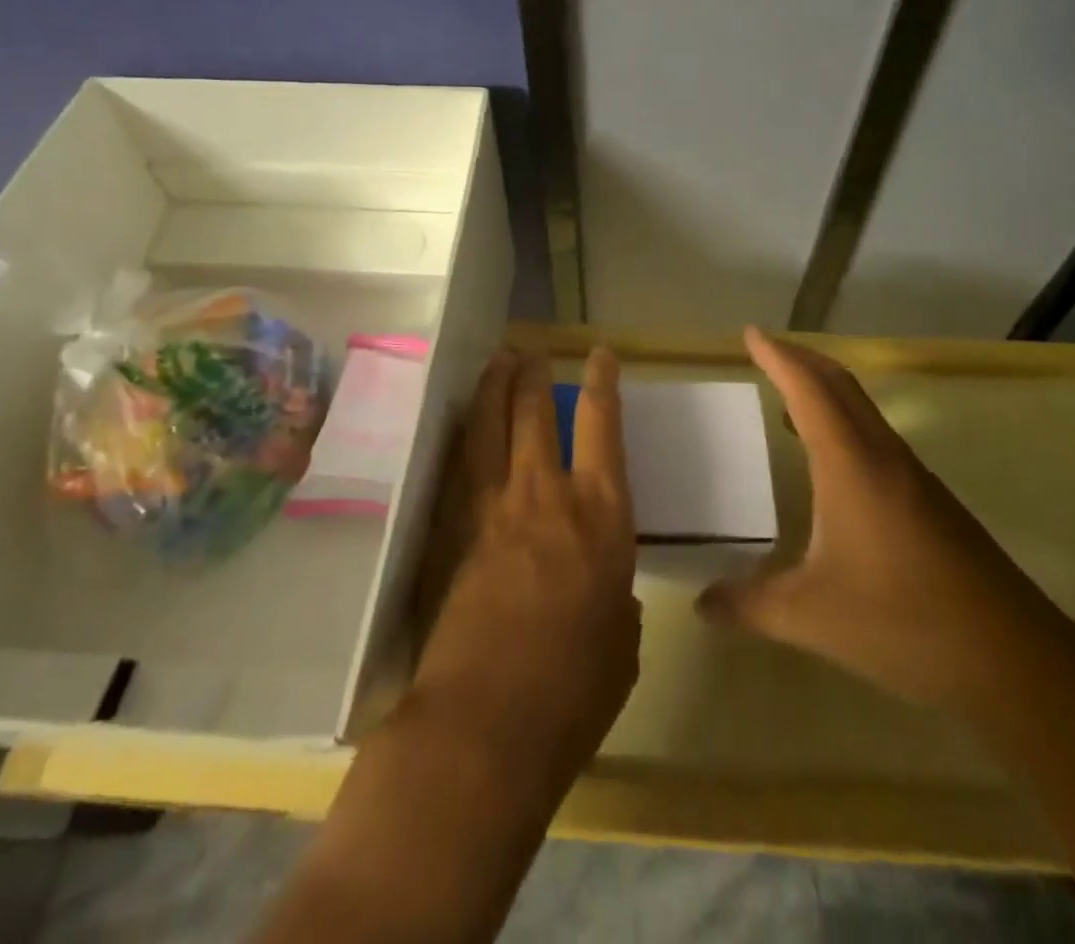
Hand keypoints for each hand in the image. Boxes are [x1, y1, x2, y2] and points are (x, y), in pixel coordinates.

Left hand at [403, 348, 640, 804]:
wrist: (486, 723)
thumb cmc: (575, 689)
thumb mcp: (621, 644)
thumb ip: (615, 604)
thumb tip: (605, 594)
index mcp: (601, 514)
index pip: (602, 427)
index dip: (602, 383)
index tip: (600, 353)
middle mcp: (546, 495)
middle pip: (534, 413)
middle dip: (533, 374)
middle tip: (530, 350)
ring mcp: (492, 509)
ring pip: (489, 428)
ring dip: (493, 389)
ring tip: (497, 361)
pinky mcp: (453, 532)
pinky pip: (460, 467)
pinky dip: (464, 438)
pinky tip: (463, 428)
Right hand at [697, 328, 1073, 714]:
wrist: (1015, 661)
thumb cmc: (904, 622)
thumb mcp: (812, 616)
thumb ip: (750, 605)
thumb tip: (702, 603)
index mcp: (851, 463)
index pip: (808, 389)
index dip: (778, 356)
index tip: (750, 333)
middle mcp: (884, 456)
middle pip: (841, 385)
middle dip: (802, 360)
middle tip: (767, 351)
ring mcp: (914, 478)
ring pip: (864, 411)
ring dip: (826, 392)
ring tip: (789, 401)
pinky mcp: (932, 504)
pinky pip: (878, 440)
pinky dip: (846, 426)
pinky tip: (832, 465)